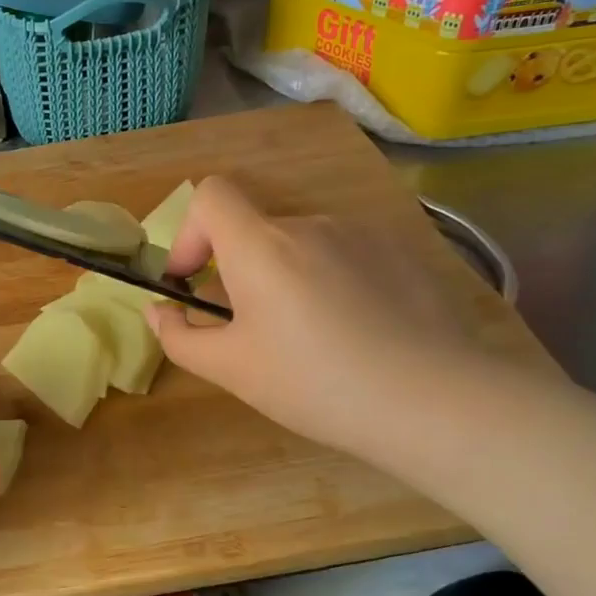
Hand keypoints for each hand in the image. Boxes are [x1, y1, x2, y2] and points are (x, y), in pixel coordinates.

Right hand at [147, 177, 485, 458]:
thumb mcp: (233, 370)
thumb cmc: (316, 384)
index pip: (211, 194)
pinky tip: (359, 332)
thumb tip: (159, 313)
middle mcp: (310, 223)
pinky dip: (334, 281)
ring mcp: (362, 233)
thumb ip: (181, 338)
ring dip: (289, 278)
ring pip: (302, 246)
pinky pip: (346, 255)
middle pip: (256, 230)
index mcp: (261, 245)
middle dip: (241, 272)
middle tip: (255, 332)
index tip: (195, 280)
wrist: (436, 402)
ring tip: (314, 339)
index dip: (191, 231)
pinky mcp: (402, 251)